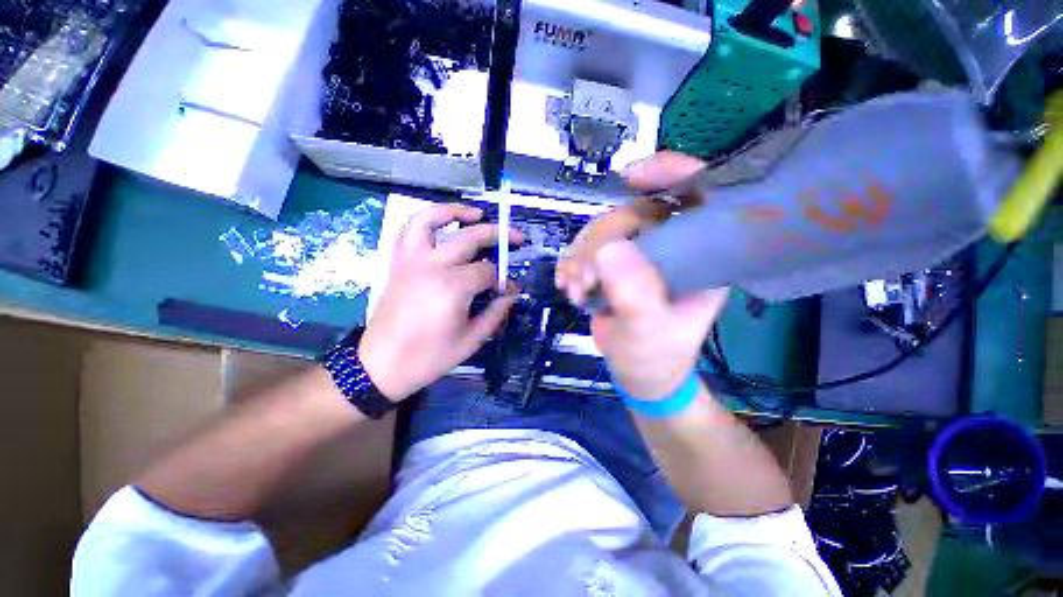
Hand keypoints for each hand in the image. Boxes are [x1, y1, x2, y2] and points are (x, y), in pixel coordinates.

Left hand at [359, 204, 523, 401]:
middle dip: (498, 235)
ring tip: (476, 213)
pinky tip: (440, 225)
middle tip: (516, 238)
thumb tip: (511, 294)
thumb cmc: (429, 357)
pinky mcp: (397, 263)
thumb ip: (496, 313)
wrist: (381, 365)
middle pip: (471, 237)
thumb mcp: (472, 340)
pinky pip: (407, 231)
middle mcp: (433, 265)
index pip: (489, 272)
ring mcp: (411, 260)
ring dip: (456, 211)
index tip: (510, 289)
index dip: (504, 279)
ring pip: (431, 219)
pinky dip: (424, 220)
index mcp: (454, 287)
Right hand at [557, 151, 725, 398]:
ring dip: (580, 257)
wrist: (639, 373)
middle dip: (599, 244)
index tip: (630, 177)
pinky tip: (568, 285)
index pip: (699, 194)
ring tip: (575, 290)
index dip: (671, 172)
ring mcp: (638, 253)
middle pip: (631, 213)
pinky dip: (571, 263)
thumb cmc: (657, 356)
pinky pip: (585, 247)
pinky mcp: (612, 264)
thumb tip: (609, 251)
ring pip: (602, 229)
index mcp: (701, 255)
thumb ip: (635, 294)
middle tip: (585, 281)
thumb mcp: (650, 332)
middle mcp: (670, 246)